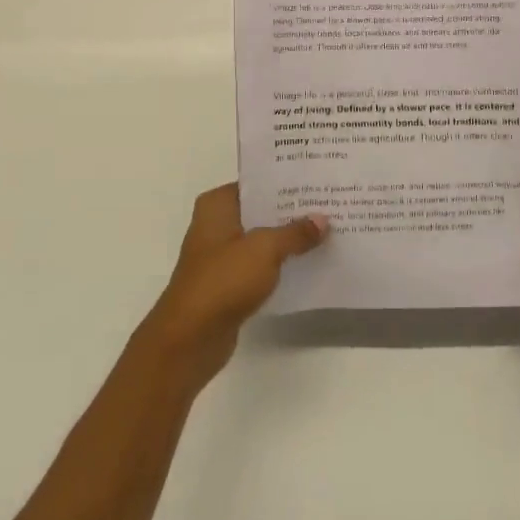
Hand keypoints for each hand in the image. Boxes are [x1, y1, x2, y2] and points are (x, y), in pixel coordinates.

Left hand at [142, 184, 326, 387]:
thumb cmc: (223, 281)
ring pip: (261, 238)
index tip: (317, 180)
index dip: (286, 182)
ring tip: (326, 230)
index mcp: (217, 205)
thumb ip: (295, 232)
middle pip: (260, 210)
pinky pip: (260, 264)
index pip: (256, 183)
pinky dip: (279, 263)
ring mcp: (220, 255)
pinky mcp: (228, 283)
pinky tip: (308, 261)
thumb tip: (322, 219)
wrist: (191, 338)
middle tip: (329, 203)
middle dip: (291, 210)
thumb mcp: (265, 249)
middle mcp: (215, 224)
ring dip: (287, 238)